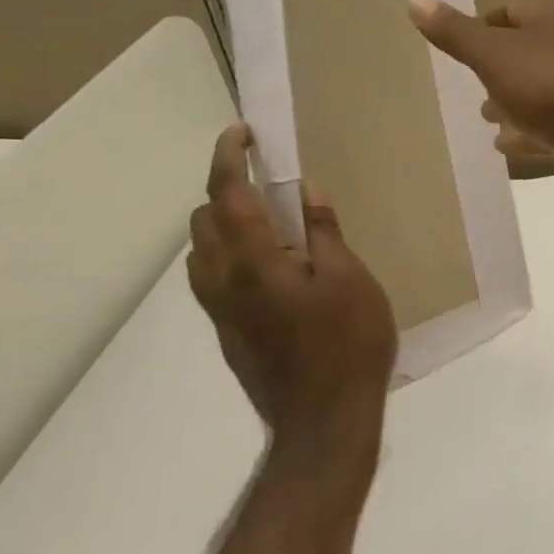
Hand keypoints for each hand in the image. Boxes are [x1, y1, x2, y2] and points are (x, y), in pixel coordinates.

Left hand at [187, 125, 396, 491]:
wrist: (323, 422)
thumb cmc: (347, 345)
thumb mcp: (351, 280)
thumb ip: (324, 233)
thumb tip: (306, 191)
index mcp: (254, 261)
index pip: (227, 194)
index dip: (229, 157)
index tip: (241, 132)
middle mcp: (223, 281)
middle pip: (203, 220)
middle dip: (226, 190)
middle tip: (270, 186)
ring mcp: (220, 311)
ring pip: (201, 252)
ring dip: (224, 225)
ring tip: (271, 226)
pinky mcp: (227, 334)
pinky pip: (213, 279)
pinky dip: (230, 255)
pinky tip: (273, 270)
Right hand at [407, 0, 553, 203]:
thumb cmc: (552, 87)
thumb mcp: (493, 56)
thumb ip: (456, 33)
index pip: (511, 12)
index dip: (483, 27)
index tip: (460, 48)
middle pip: (529, 54)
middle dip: (499, 70)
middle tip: (471, 89)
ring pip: (543, 93)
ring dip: (515, 105)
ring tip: (484, 120)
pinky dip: (531, 135)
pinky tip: (508, 148)